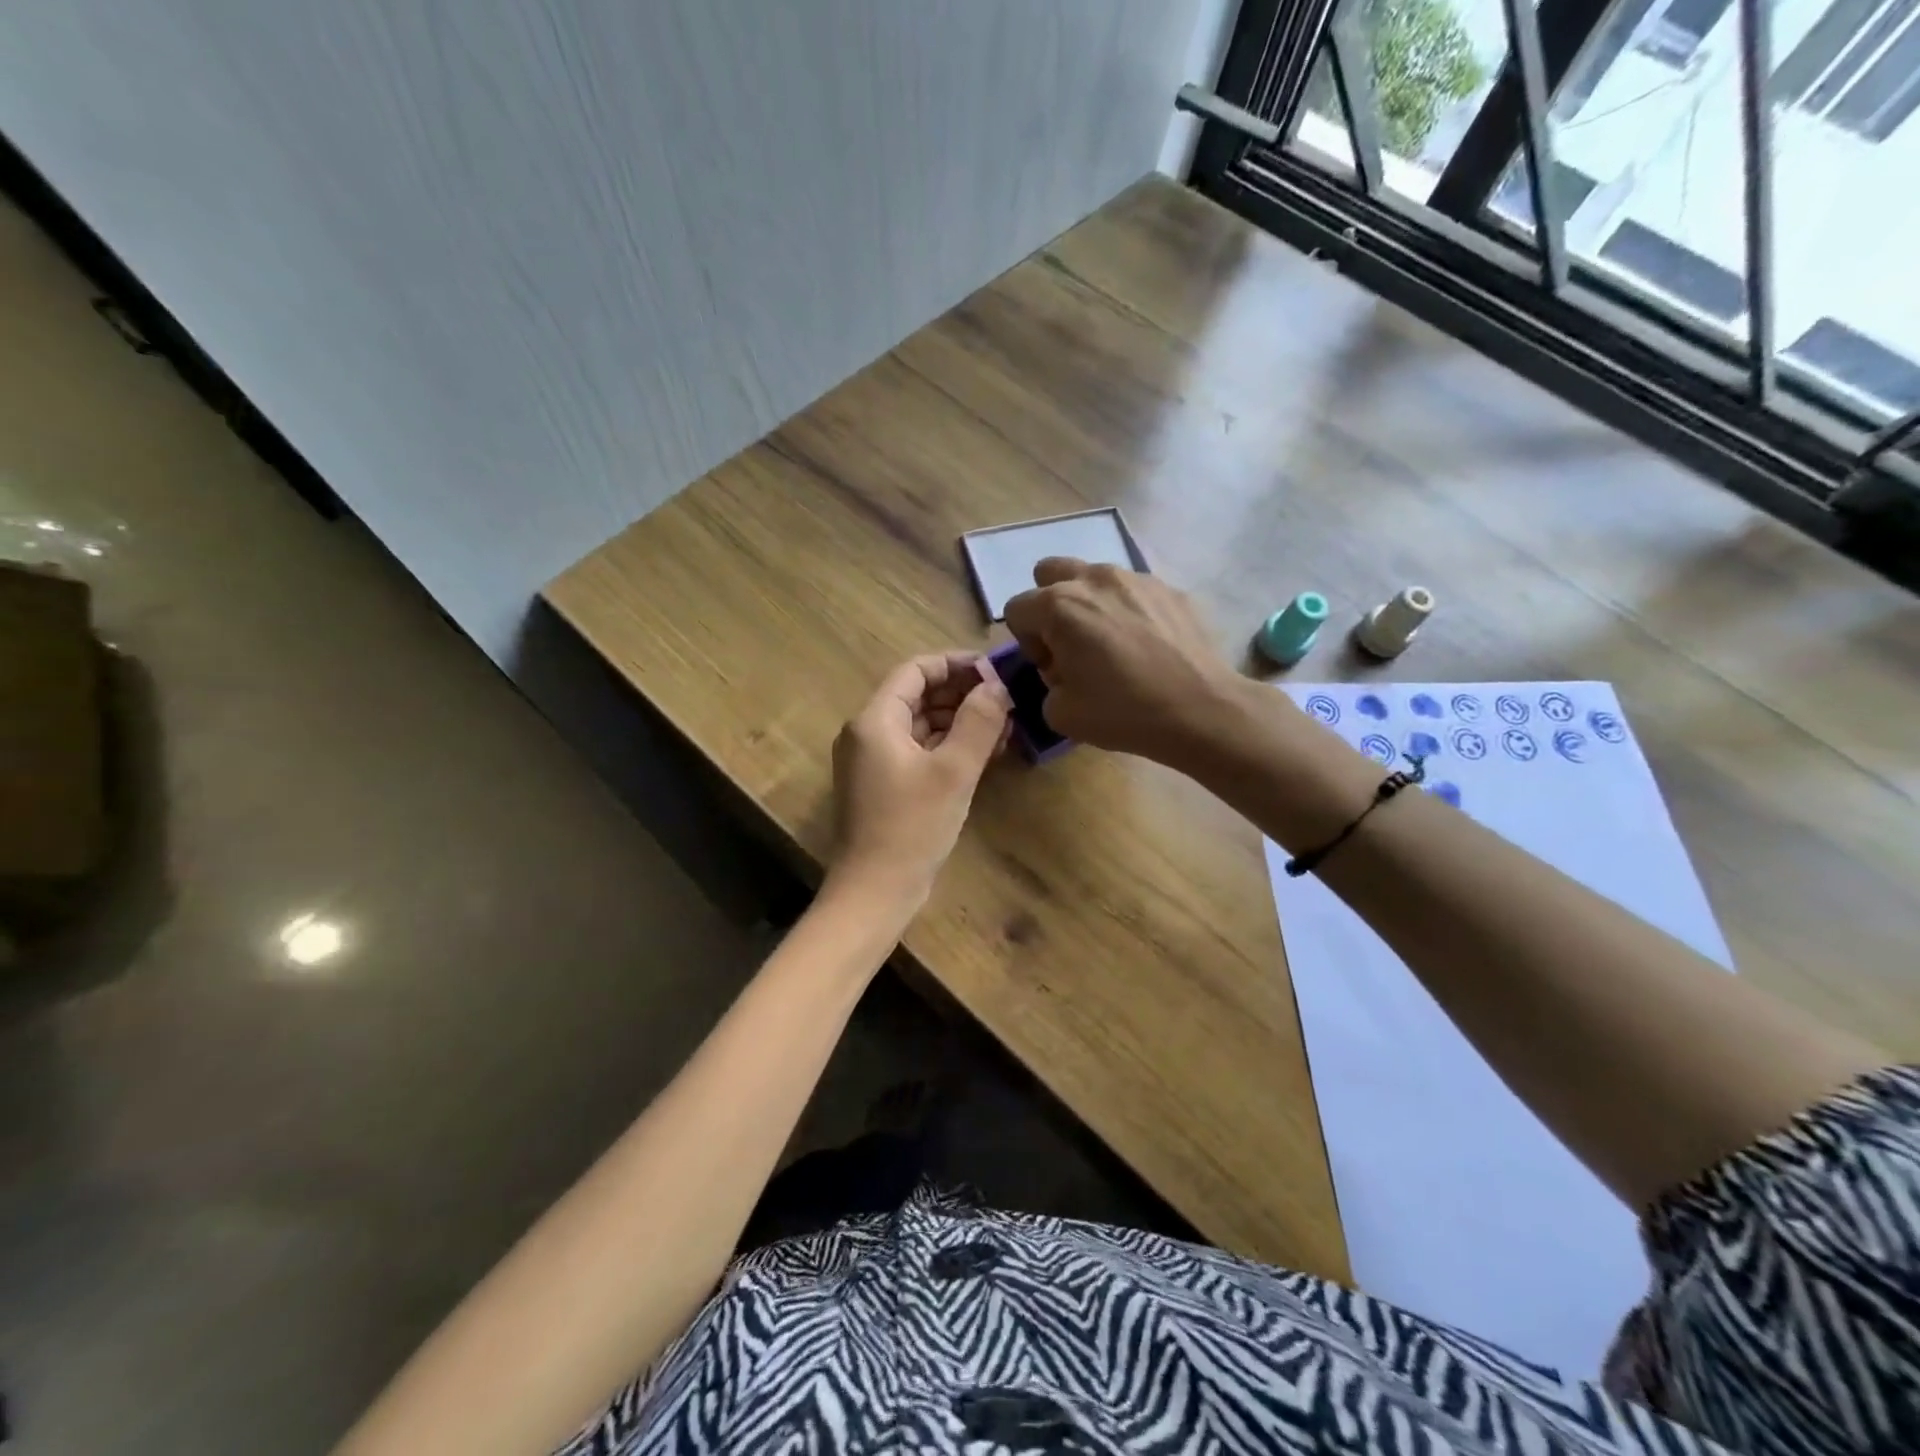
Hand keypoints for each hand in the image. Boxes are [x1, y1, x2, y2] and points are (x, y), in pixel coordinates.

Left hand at [829, 653, 1010, 905]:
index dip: (956, 664)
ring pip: (920, 725)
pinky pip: (917, 750)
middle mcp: (867, 733)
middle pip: (917, 696)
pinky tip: (982, 754)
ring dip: (959, 721)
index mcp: (875, 720)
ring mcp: (872, 761)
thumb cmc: (912, 827)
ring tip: (1003, 728)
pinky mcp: (882, 785)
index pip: (916, 670)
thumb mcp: (953, 771)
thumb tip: (997, 686)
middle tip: (1006, 702)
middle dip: (962, 694)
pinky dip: (947, 747)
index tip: (996, 671)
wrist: (875, 892)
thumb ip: (978, 722)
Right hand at [1003, 558, 1239, 762]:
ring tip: (1112, 643)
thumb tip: (1062, 671)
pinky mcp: (1170, 588)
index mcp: (1060, 605)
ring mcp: (1137, 578)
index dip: (1027, 642)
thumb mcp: (1060, 714)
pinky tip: (1146, 645)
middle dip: (1050, 604)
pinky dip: (1128, 610)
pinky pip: (1133, 591)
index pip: (1017, 609)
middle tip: (1070, 642)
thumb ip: (1047, 685)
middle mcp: (1094, 579)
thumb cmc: (1123, 712)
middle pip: (1050, 571)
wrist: (1200, 709)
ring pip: (1095, 577)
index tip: (1052, 669)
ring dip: (1090, 603)